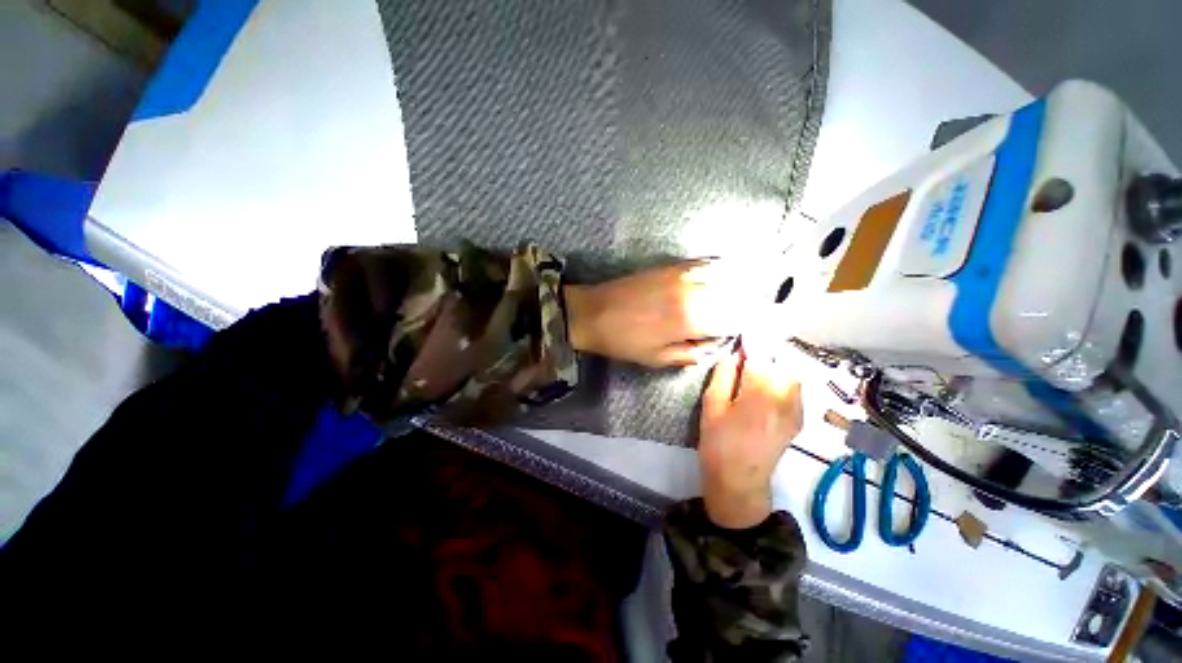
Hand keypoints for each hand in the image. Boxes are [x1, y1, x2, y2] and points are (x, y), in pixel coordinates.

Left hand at [563, 260, 754, 366]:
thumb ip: (694, 353)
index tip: (756, 330)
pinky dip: (722, 270)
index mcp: (691, 320)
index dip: (749, 325)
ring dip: (741, 286)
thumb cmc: (624, 341)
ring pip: (727, 275)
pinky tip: (727, 275)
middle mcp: (694, 292)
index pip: (736, 319)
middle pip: (737, 295)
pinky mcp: (672, 265)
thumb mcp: (658, 359)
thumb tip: (718, 344)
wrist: (592, 312)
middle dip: (750, 306)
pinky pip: (706, 263)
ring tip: (748, 295)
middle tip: (756, 315)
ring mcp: (683, 274)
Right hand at [698, 347, 802, 528]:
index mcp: (759, 395)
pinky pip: (795, 388)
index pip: (761, 357)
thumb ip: (723, 376)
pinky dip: (783, 377)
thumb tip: (733, 355)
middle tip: (747, 351)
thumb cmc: (718, 442)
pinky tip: (767, 382)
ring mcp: (796, 410)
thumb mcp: (711, 405)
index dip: (753, 341)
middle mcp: (785, 399)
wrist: (739, 480)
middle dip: (765, 351)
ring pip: (791, 374)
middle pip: (782, 362)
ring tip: (757, 364)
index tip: (745, 332)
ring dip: (775, 364)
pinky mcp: (798, 419)